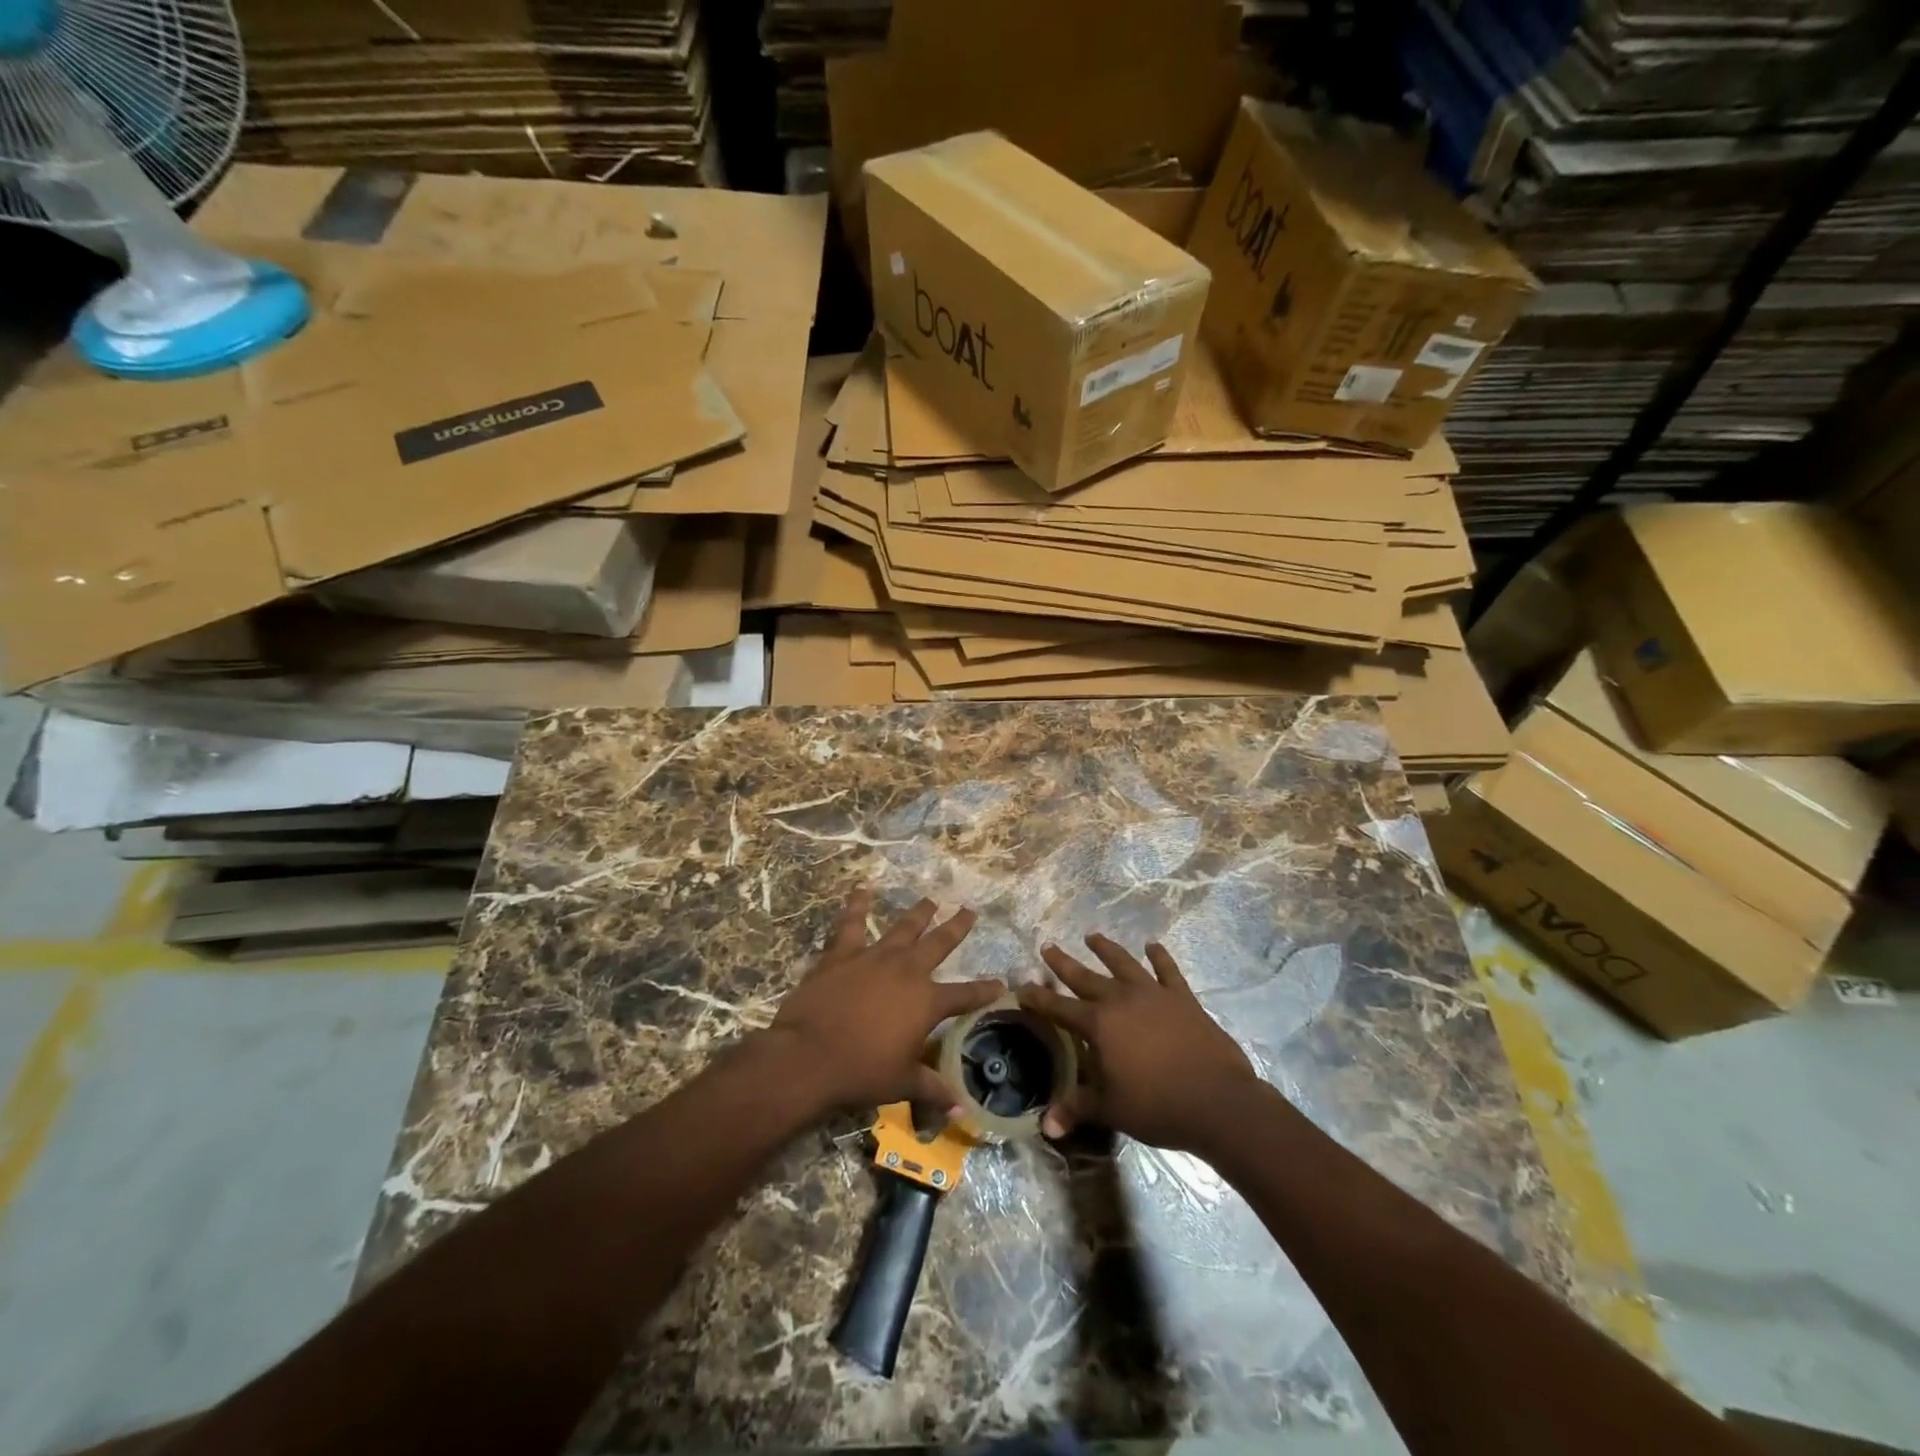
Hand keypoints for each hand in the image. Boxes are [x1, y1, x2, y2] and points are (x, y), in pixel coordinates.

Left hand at [768, 888, 1003, 1114]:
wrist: (809, 1055)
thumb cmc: (861, 1072)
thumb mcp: (901, 1083)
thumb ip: (931, 1089)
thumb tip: (958, 1107)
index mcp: (926, 1002)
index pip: (965, 995)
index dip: (985, 990)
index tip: (1001, 983)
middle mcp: (907, 971)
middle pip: (939, 943)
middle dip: (956, 927)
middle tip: (969, 911)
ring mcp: (874, 957)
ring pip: (903, 928)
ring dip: (918, 913)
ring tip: (930, 900)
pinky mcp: (843, 954)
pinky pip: (852, 923)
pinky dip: (857, 905)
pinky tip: (861, 888)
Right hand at [1019, 935, 1260, 1153]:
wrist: (1216, 1100)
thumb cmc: (1156, 1106)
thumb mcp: (1110, 1109)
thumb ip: (1076, 1108)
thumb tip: (1045, 1125)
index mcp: (1099, 1024)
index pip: (1059, 1008)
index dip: (1038, 998)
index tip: (1021, 987)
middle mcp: (1121, 1000)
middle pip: (1086, 977)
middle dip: (1064, 963)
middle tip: (1048, 947)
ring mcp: (1154, 994)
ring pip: (1123, 964)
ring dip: (1106, 949)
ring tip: (1092, 936)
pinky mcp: (1182, 997)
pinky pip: (1167, 970)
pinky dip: (1159, 957)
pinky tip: (1153, 946)